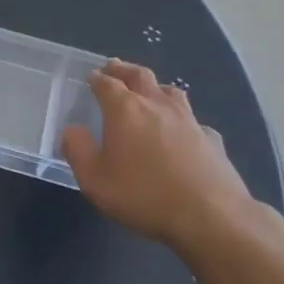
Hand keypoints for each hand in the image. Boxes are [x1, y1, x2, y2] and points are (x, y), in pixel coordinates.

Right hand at [61, 60, 252, 249]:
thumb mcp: (95, 180)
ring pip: (171, 91)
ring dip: (156, 87)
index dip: (97, 78)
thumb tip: (72, 130)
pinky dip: (184, 121)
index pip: (107, 83)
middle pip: (140, 75)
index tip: (91, 76)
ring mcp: (188, 119)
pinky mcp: (211, 138)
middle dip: (124, 69)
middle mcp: (157, 105)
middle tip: (115, 67)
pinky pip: (194, 121)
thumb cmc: (144, 195)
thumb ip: (78, 150)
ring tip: (150, 91)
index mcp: (125, 110)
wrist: (210, 215)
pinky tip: (184, 132)